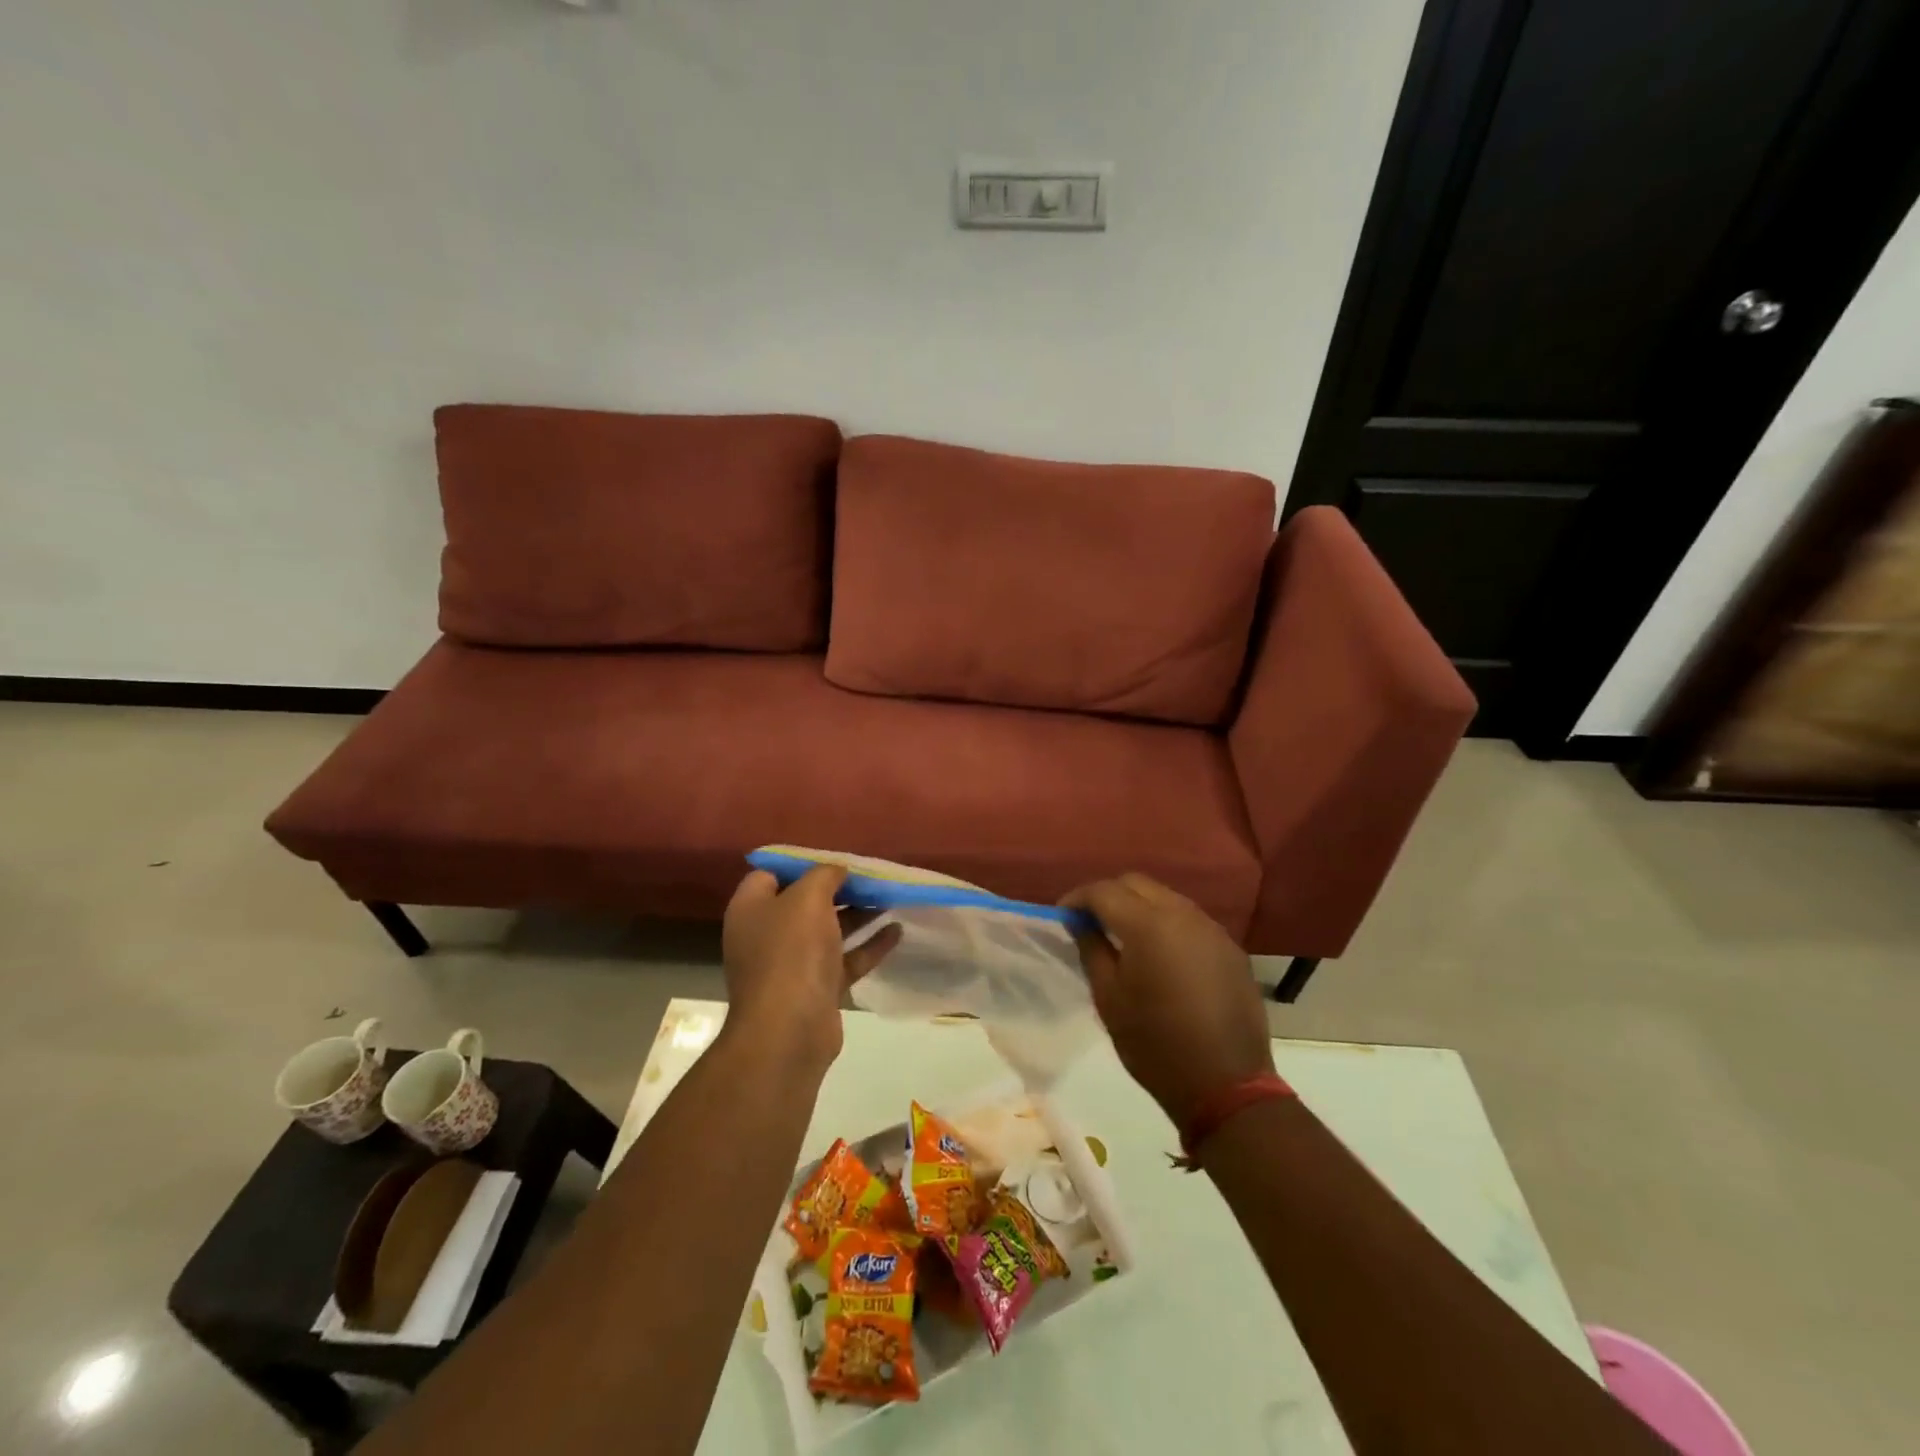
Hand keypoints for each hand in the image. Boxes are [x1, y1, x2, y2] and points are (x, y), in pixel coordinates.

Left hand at [721, 865, 901, 1071]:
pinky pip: (845, 959)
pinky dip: (869, 945)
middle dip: (839, 888)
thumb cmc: (791, 952)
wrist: (789, 1031)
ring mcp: (792, 964)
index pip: (771, 874)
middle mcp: (767, 934)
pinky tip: (897, 931)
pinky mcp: (816, 989)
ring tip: (891, 897)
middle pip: (805, 902)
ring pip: (829, 931)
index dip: (802, 863)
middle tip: (872, 877)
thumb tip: (837, 869)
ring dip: (859, 914)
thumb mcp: (808, 898)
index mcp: (752, 909)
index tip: (835, 858)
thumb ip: (824, 875)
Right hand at [1062, 874, 1273, 1128]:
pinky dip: (1167, 923)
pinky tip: (1160, 953)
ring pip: (1166, 897)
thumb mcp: (1109, 998)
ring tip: (1123, 936)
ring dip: (1139, 906)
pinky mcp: (1230, 948)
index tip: (1063, 916)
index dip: (1078, 898)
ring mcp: (1212, 929)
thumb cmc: (1155, 1044)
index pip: (1104, 891)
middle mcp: (1183, 914)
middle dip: (1109, 895)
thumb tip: (1079, 921)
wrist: (1226, 1085)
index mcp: (1148, 925)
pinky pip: (1190, 919)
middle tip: (1091, 922)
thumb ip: (1092, 949)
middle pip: (1136, 884)